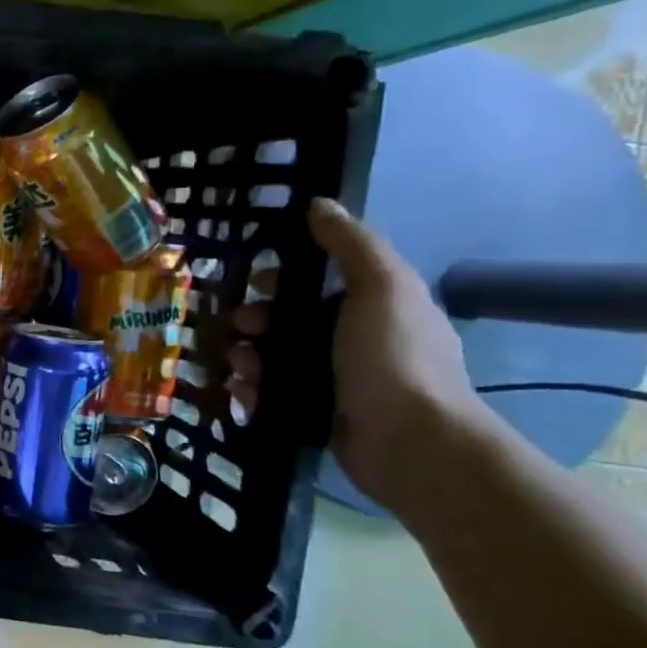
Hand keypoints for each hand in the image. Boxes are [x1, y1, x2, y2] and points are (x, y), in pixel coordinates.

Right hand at [226, 197, 491, 514]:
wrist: (409, 443)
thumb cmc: (393, 357)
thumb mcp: (381, 287)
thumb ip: (351, 244)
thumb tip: (319, 204)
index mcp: (375, 308)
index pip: (319, 283)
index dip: (283, 277)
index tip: (255, 281)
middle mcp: (355, 342)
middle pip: (288, 320)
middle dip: (255, 319)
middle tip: (237, 326)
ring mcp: (336, 381)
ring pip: (274, 357)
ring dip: (246, 355)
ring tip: (237, 365)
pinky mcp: (316, 414)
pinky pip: (271, 393)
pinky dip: (251, 390)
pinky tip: (242, 390)